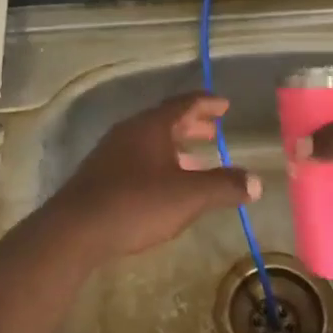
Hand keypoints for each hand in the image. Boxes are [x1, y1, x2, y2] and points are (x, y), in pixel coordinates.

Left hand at [46, 93, 260, 259]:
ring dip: (175, 146)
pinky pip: (137, 158)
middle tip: (213, 131)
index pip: (184, 104)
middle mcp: (130, 131)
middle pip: (166, 120)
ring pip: (150, 141)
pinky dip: (159, 162)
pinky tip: (165, 184)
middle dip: (192, 125)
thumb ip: (224, 186)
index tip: (224, 104)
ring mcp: (111, 152)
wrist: (75, 230)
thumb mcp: (188, 196)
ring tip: (196, 160)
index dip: (207, 103)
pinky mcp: (100, 175)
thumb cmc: (136, 203)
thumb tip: (256, 182)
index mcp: (151, 126)